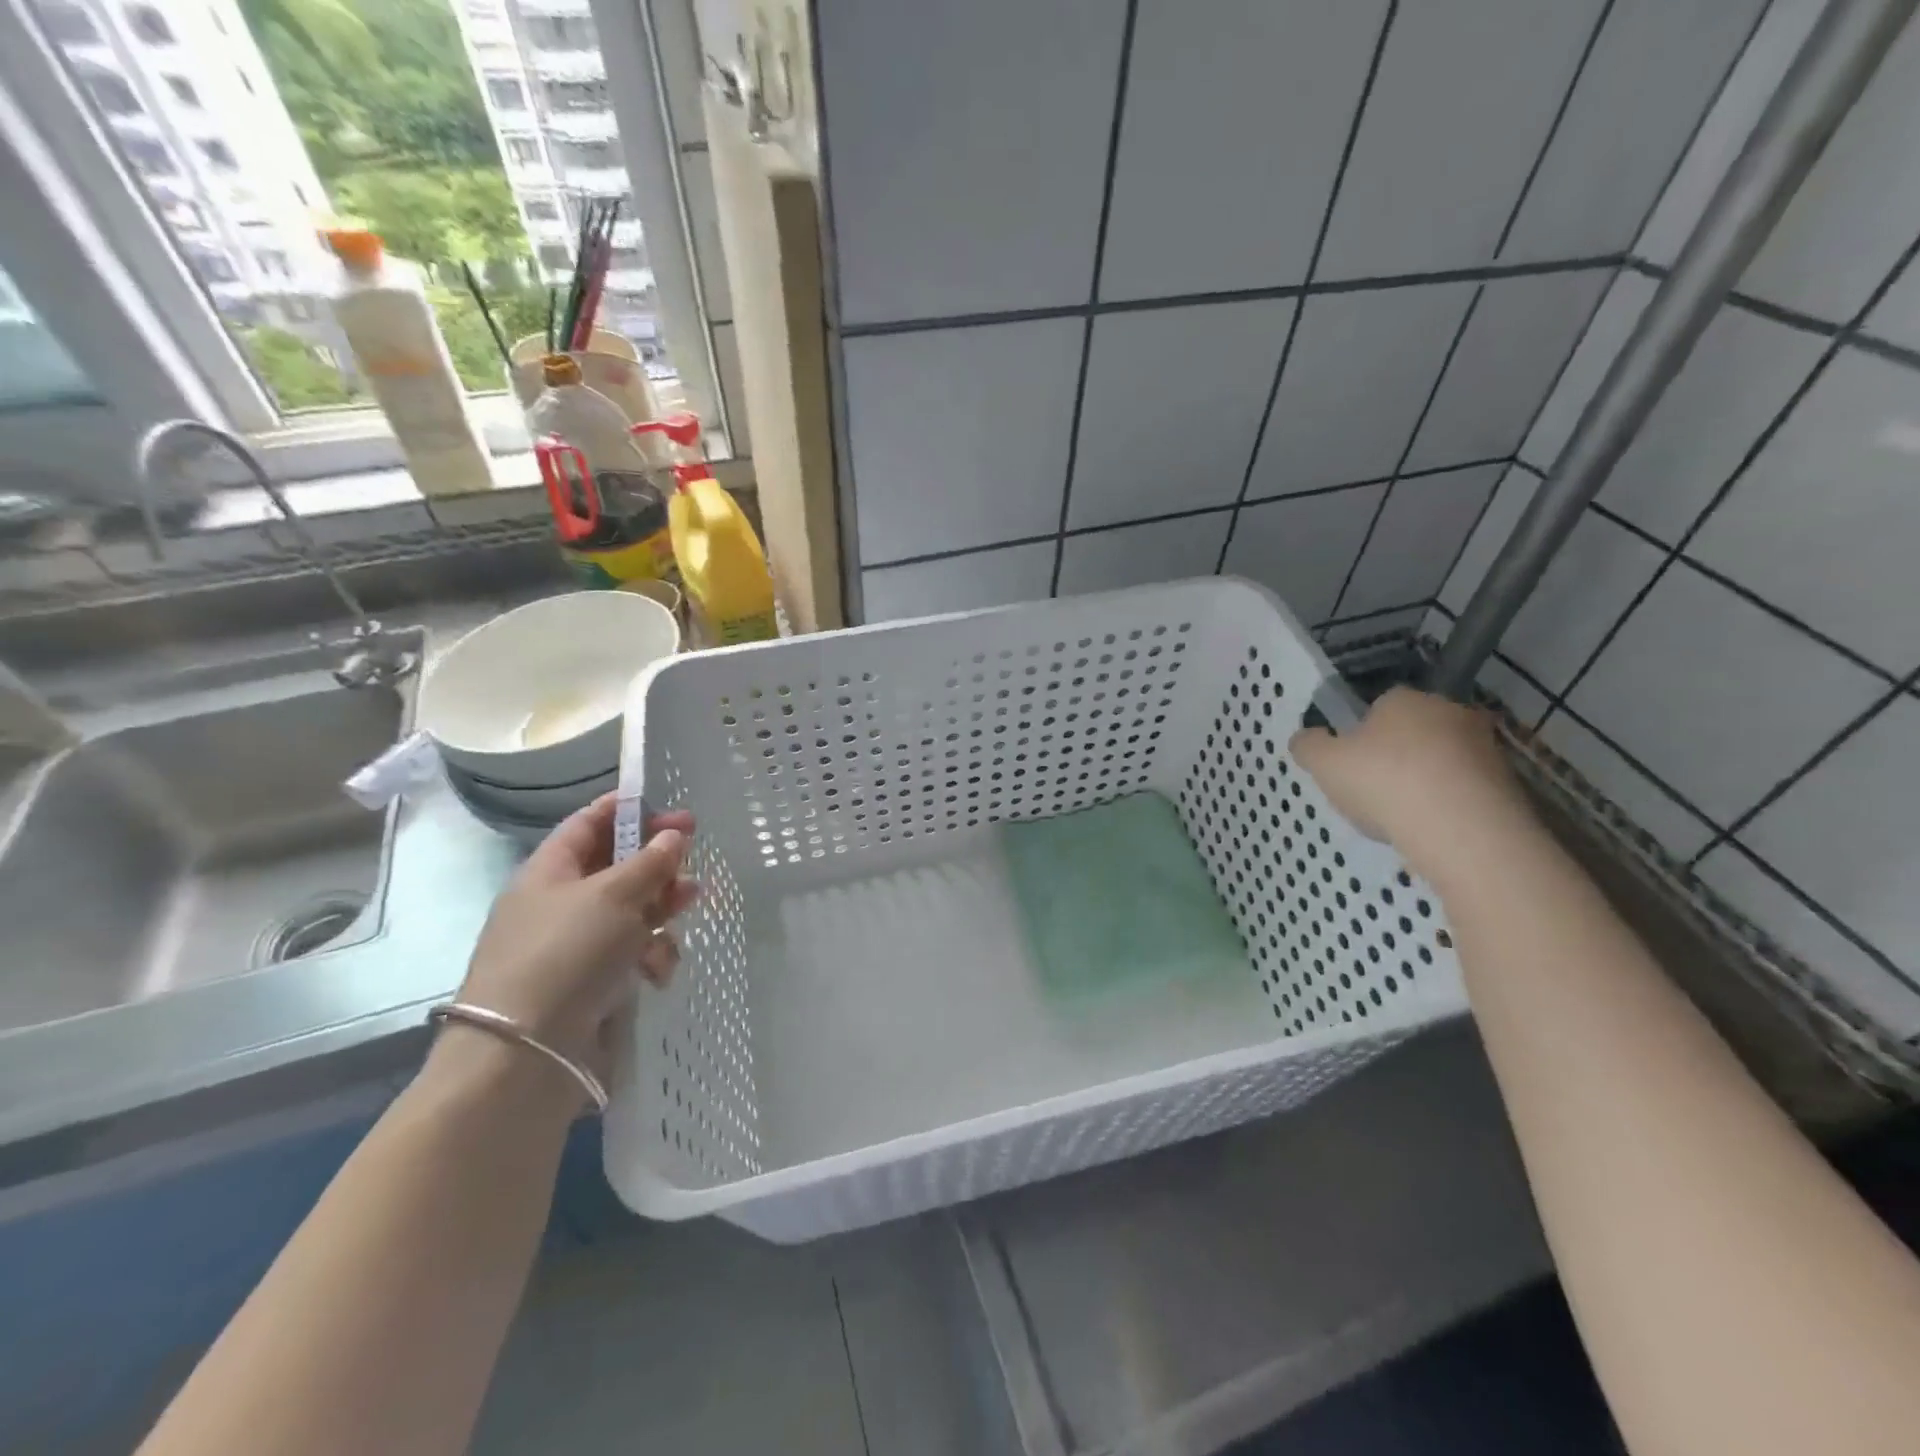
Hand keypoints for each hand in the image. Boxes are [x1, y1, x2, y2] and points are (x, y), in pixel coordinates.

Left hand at [455, 795, 698, 1081]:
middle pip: (616, 868)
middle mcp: (558, 905)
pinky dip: (650, 955)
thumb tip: (673, 836)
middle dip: (656, 863)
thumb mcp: (613, 896)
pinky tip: (659, 969)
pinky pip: (630, 955)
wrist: (525, 1054)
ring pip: (630, 912)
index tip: (673, 809)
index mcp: (549, 872)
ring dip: (661, 907)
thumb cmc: (566, 954)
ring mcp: (574, 947)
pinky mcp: (590, 985)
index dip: (630, 811)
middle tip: (692, 859)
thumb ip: (650, 862)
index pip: (589, 824)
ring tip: (689, 904)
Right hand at [1289, 687, 1529, 868]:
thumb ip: (1308, 746)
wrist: (1463, 830)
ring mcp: (1485, 747)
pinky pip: (1465, 790)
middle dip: (1395, 756)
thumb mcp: (1323, 763)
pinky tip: (1429, 830)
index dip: (1361, 734)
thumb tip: (1305, 738)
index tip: (1351, 765)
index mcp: (1404, 699)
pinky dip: (1447, 806)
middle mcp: (1450, 711)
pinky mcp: (1508, 783)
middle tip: (1373, 791)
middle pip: (1413, 732)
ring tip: (1401, 818)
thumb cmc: (1383, 782)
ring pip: (1442, 761)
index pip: (1379, 706)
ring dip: (1423, 782)